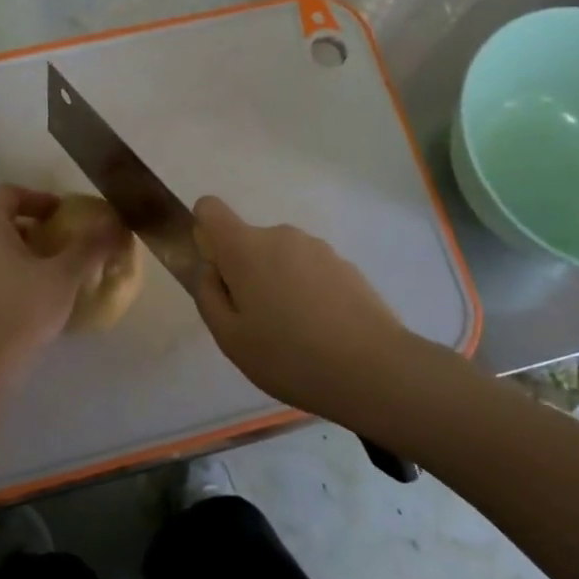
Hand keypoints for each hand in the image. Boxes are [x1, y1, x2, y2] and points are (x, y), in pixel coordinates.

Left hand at [0, 185, 115, 382]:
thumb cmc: (22, 310)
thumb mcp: (64, 276)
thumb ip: (90, 245)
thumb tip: (116, 223)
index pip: (9, 194)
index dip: (39, 199)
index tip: (62, 215)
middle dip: (22, 224)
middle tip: (50, 240)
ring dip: (6, 248)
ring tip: (35, 268)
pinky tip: (14, 295)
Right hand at [192, 196, 409, 415]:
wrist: (373, 369)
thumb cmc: (289, 355)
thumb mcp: (230, 337)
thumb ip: (208, 295)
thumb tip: (210, 270)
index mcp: (246, 248)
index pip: (210, 209)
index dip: (205, 232)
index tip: (218, 272)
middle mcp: (281, 236)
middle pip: (248, 242)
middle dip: (245, 273)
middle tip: (257, 324)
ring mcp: (318, 248)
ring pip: (281, 259)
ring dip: (278, 284)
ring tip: (294, 334)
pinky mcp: (346, 266)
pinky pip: (310, 271)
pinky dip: (307, 292)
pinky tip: (322, 332)